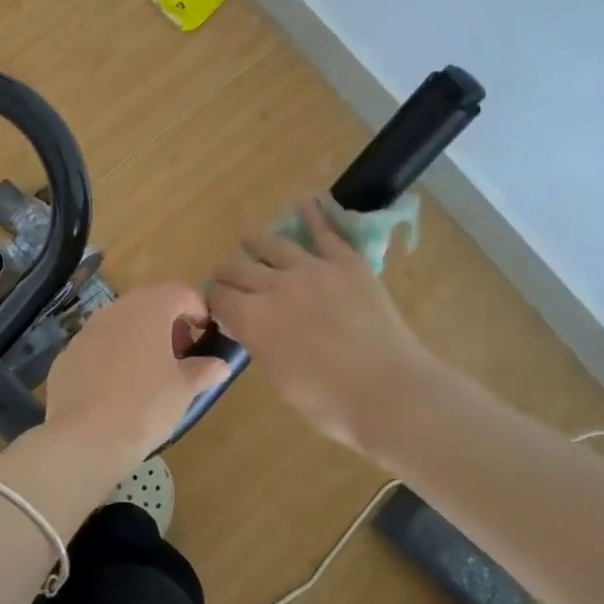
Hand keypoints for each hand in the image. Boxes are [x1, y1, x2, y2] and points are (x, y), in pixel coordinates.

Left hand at [41, 283, 230, 470]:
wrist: (84, 439)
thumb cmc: (145, 406)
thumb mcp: (184, 390)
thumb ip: (204, 370)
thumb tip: (220, 365)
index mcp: (149, 309)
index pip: (180, 292)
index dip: (197, 309)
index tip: (205, 334)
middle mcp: (115, 310)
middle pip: (148, 304)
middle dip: (168, 324)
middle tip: (180, 356)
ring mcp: (86, 331)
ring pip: (121, 324)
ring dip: (139, 339)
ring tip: (151, 374)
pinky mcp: (67, 355)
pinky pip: (98, 347)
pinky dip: (113, 358)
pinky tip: (117, 390)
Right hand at [207, 196, 435, 451]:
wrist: (388, 391)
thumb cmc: (330, 403)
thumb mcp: (279, 379)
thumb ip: (259, 344)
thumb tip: (249, 326)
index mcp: (252, 319)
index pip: (218, 297)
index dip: (214, 299)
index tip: (217, 303)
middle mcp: (273, 285)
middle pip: (237, 267)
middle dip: (227, 271)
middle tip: (228, 277)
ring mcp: (311, 268)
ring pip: (272, 244)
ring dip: (256, 243)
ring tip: (252, 242)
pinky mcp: (346, 262)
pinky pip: (325, 230)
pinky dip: (313, 212)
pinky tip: (305, 200)